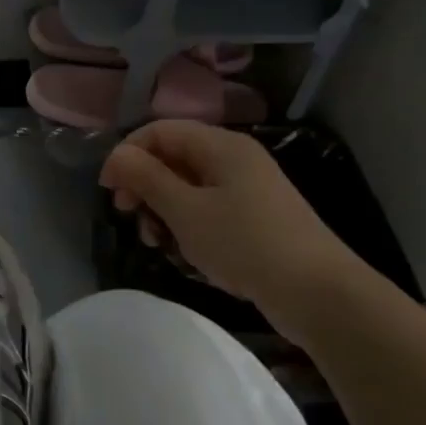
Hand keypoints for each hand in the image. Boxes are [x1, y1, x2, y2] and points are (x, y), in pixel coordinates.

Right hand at [98, 120, 360, 322]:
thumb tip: (117, 156)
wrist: (317, 293)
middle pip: (173, 157)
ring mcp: (247, 189)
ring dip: (162, 209)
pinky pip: (207, 208)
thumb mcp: (185, 211)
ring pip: (187, 186)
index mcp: (221, 146)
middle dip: (144, 184)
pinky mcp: (254, 217)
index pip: (160, 131)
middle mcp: (234, 159)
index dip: (127, 154)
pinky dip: (187, 224)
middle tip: (128, 215)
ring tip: (156, 241)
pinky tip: (184, 251)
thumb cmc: (245, 244)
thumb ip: (147, 178)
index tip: (108, 190)